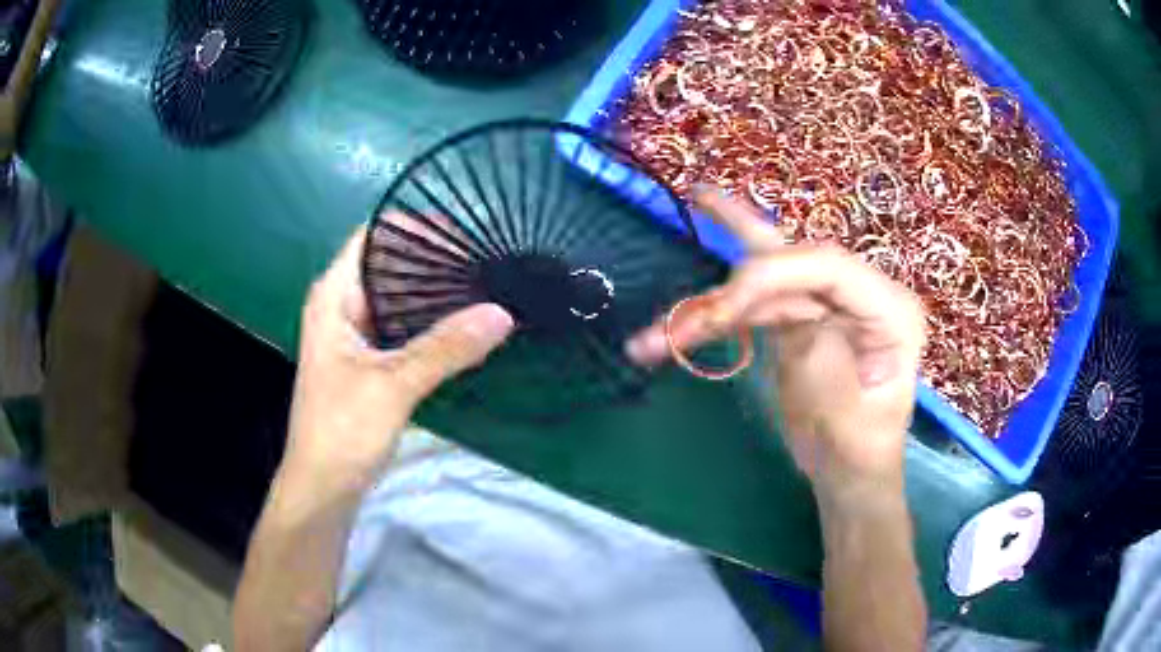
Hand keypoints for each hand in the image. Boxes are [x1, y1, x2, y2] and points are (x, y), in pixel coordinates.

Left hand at [283, 225, 513, 493]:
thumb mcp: (393, 385)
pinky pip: (404, 327)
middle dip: (432, 259)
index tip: (462, 227)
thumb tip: (502, 313)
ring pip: (399, 298)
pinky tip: (463, 324)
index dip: (413, 225)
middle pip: (389, 265)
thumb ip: (446, 347)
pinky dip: (431, 322)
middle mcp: (342, 306)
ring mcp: (355, 335)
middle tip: (484, 256)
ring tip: (483, 283)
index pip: (373, 237)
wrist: (323, 488)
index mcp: (333, 296)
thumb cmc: (342, 431)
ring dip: (434, 292)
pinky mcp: (369, 362)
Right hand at [627, 188, 924, 496]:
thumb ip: (826, 364)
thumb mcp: (850, 421)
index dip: (771, 275)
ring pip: (759, 286)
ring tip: (653, 332)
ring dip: (706, 312)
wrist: (848, 475)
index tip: (721, 310)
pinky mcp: (797, 320)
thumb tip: (794, 323)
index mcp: (889, 310)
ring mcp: (825, 304)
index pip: (828, 267)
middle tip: (695, 216)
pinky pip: (750, 308)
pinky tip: (675, 318)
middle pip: (791, 263)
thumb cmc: (859, 454)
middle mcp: (858, 294)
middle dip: (733, 279)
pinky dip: (710, 322)